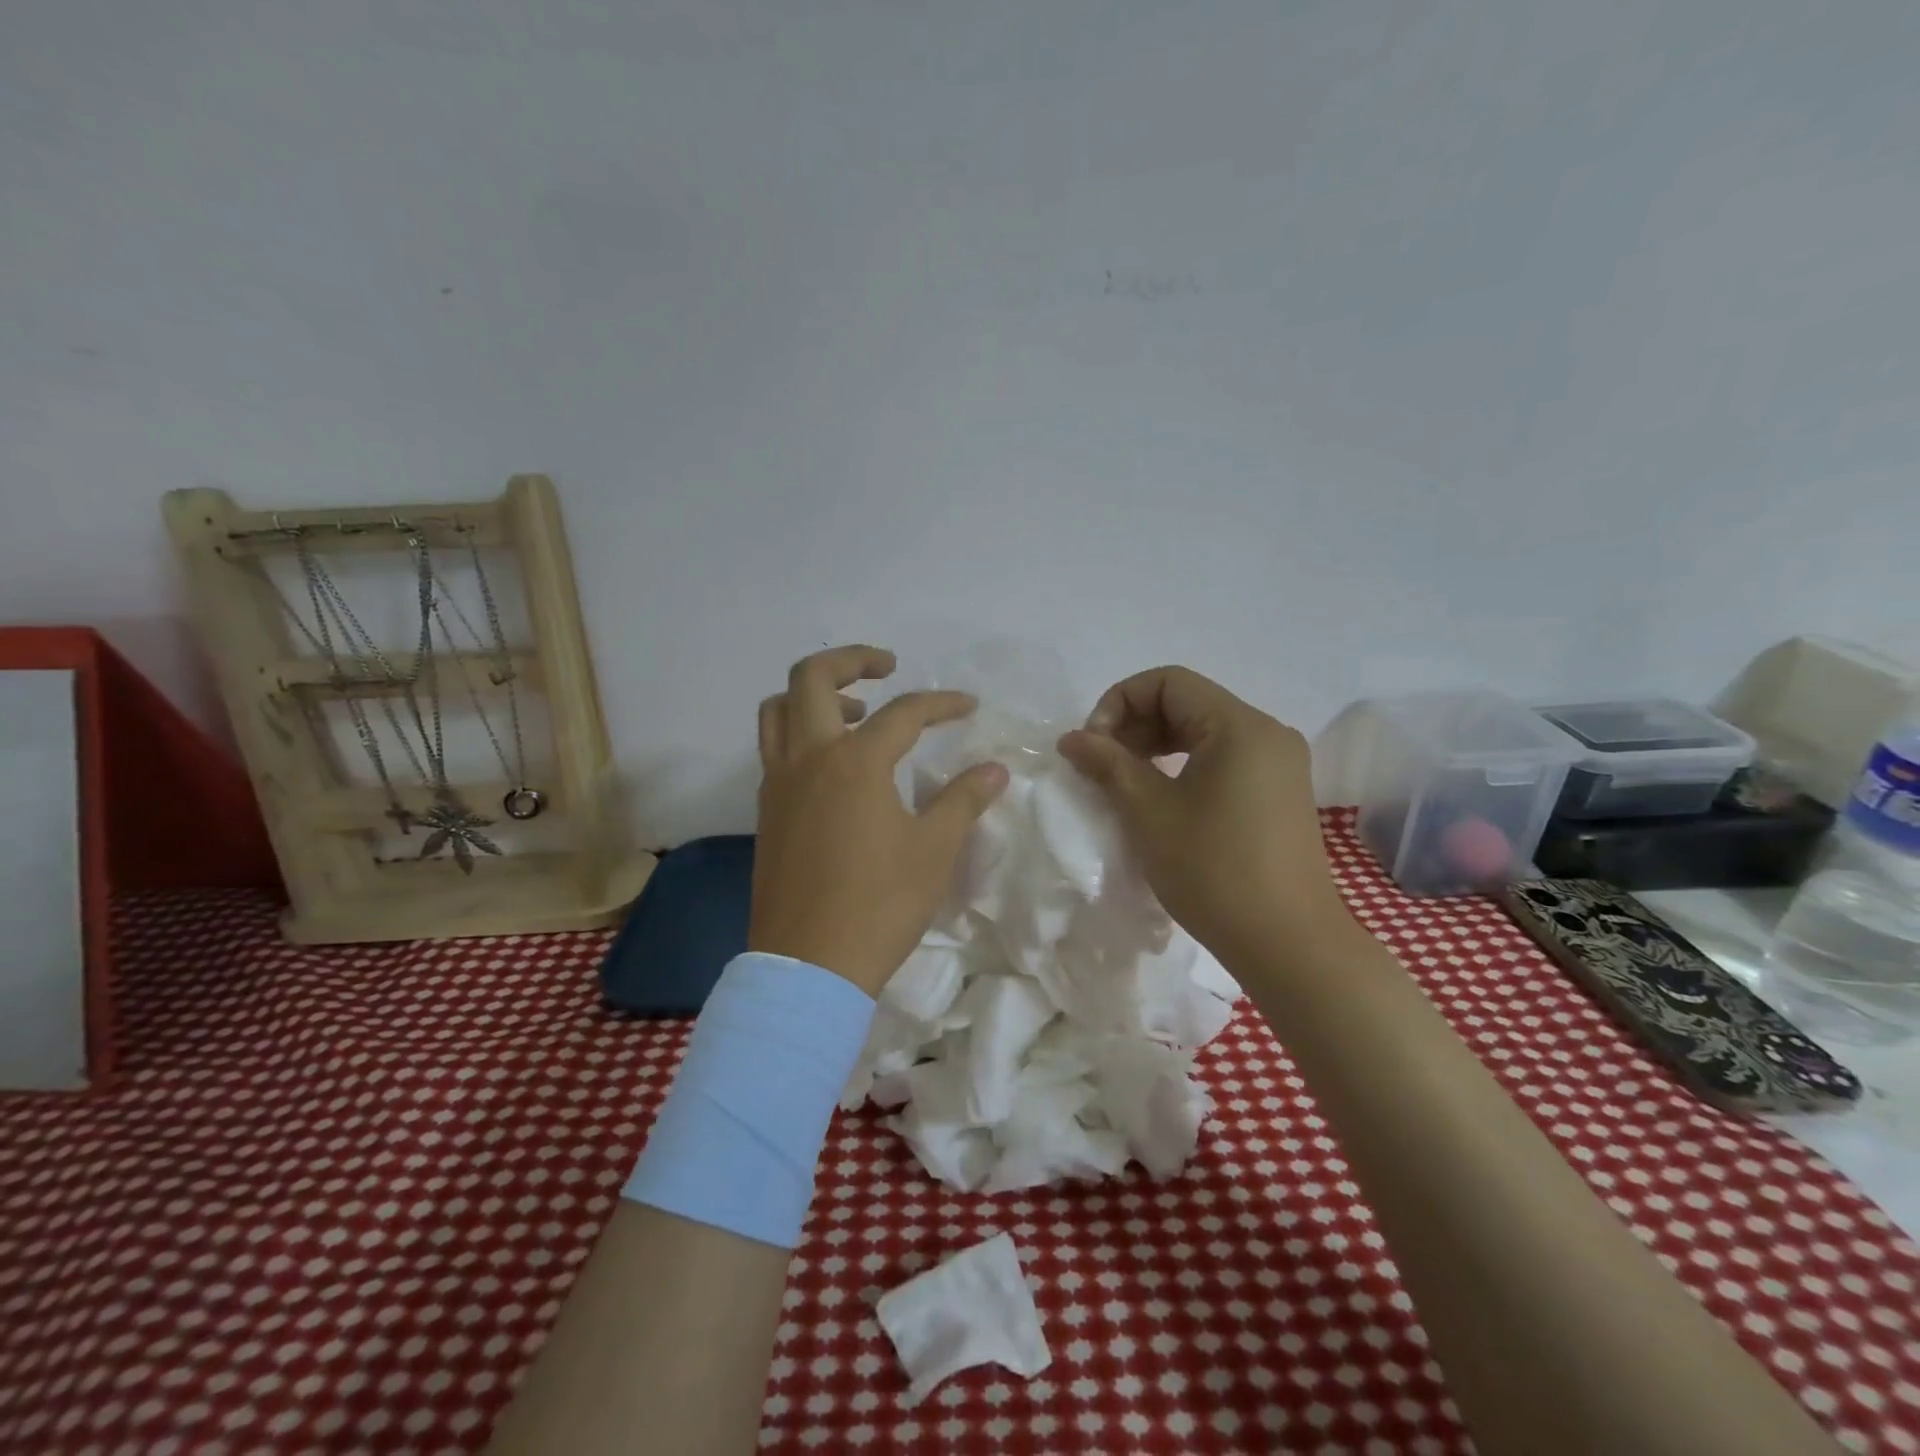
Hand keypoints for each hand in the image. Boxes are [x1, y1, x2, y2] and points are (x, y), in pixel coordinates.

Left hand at [750, 645, 1009, 995]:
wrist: (809, 967)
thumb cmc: (879, 905)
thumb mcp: (934, 850)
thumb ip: (963, 800)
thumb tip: (994, 769)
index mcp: (854, 762)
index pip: (903, 712)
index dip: (941, 703)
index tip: (967, 707)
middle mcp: (807, 760)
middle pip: (809, 678)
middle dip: (850, 660)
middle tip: (886, 667)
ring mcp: (778, 785)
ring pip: (778, 711)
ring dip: (813, 695)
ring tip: (856, 713)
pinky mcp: (766, 813)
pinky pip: (774, 750)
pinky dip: (800, 734)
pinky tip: (835, 767)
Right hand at [1057, 666, 1349, 960]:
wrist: (1288, 943)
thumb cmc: (1213, 871)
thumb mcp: (1148, 812)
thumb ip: (1107, 763)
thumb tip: (1072, 738)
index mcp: (1239, 725)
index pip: (1168, 682)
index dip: (1119, 701)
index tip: (1093, 744)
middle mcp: (1266, 732)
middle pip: (1187, 702)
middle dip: (1135, 723)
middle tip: (1101, 764)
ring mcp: (1279, 764)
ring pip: (1204, 731)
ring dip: (1156, 745)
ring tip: (1123, 780)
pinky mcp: (1280, 792)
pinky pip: (1223, 758)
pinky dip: (1184, 765)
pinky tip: (1161, 797)